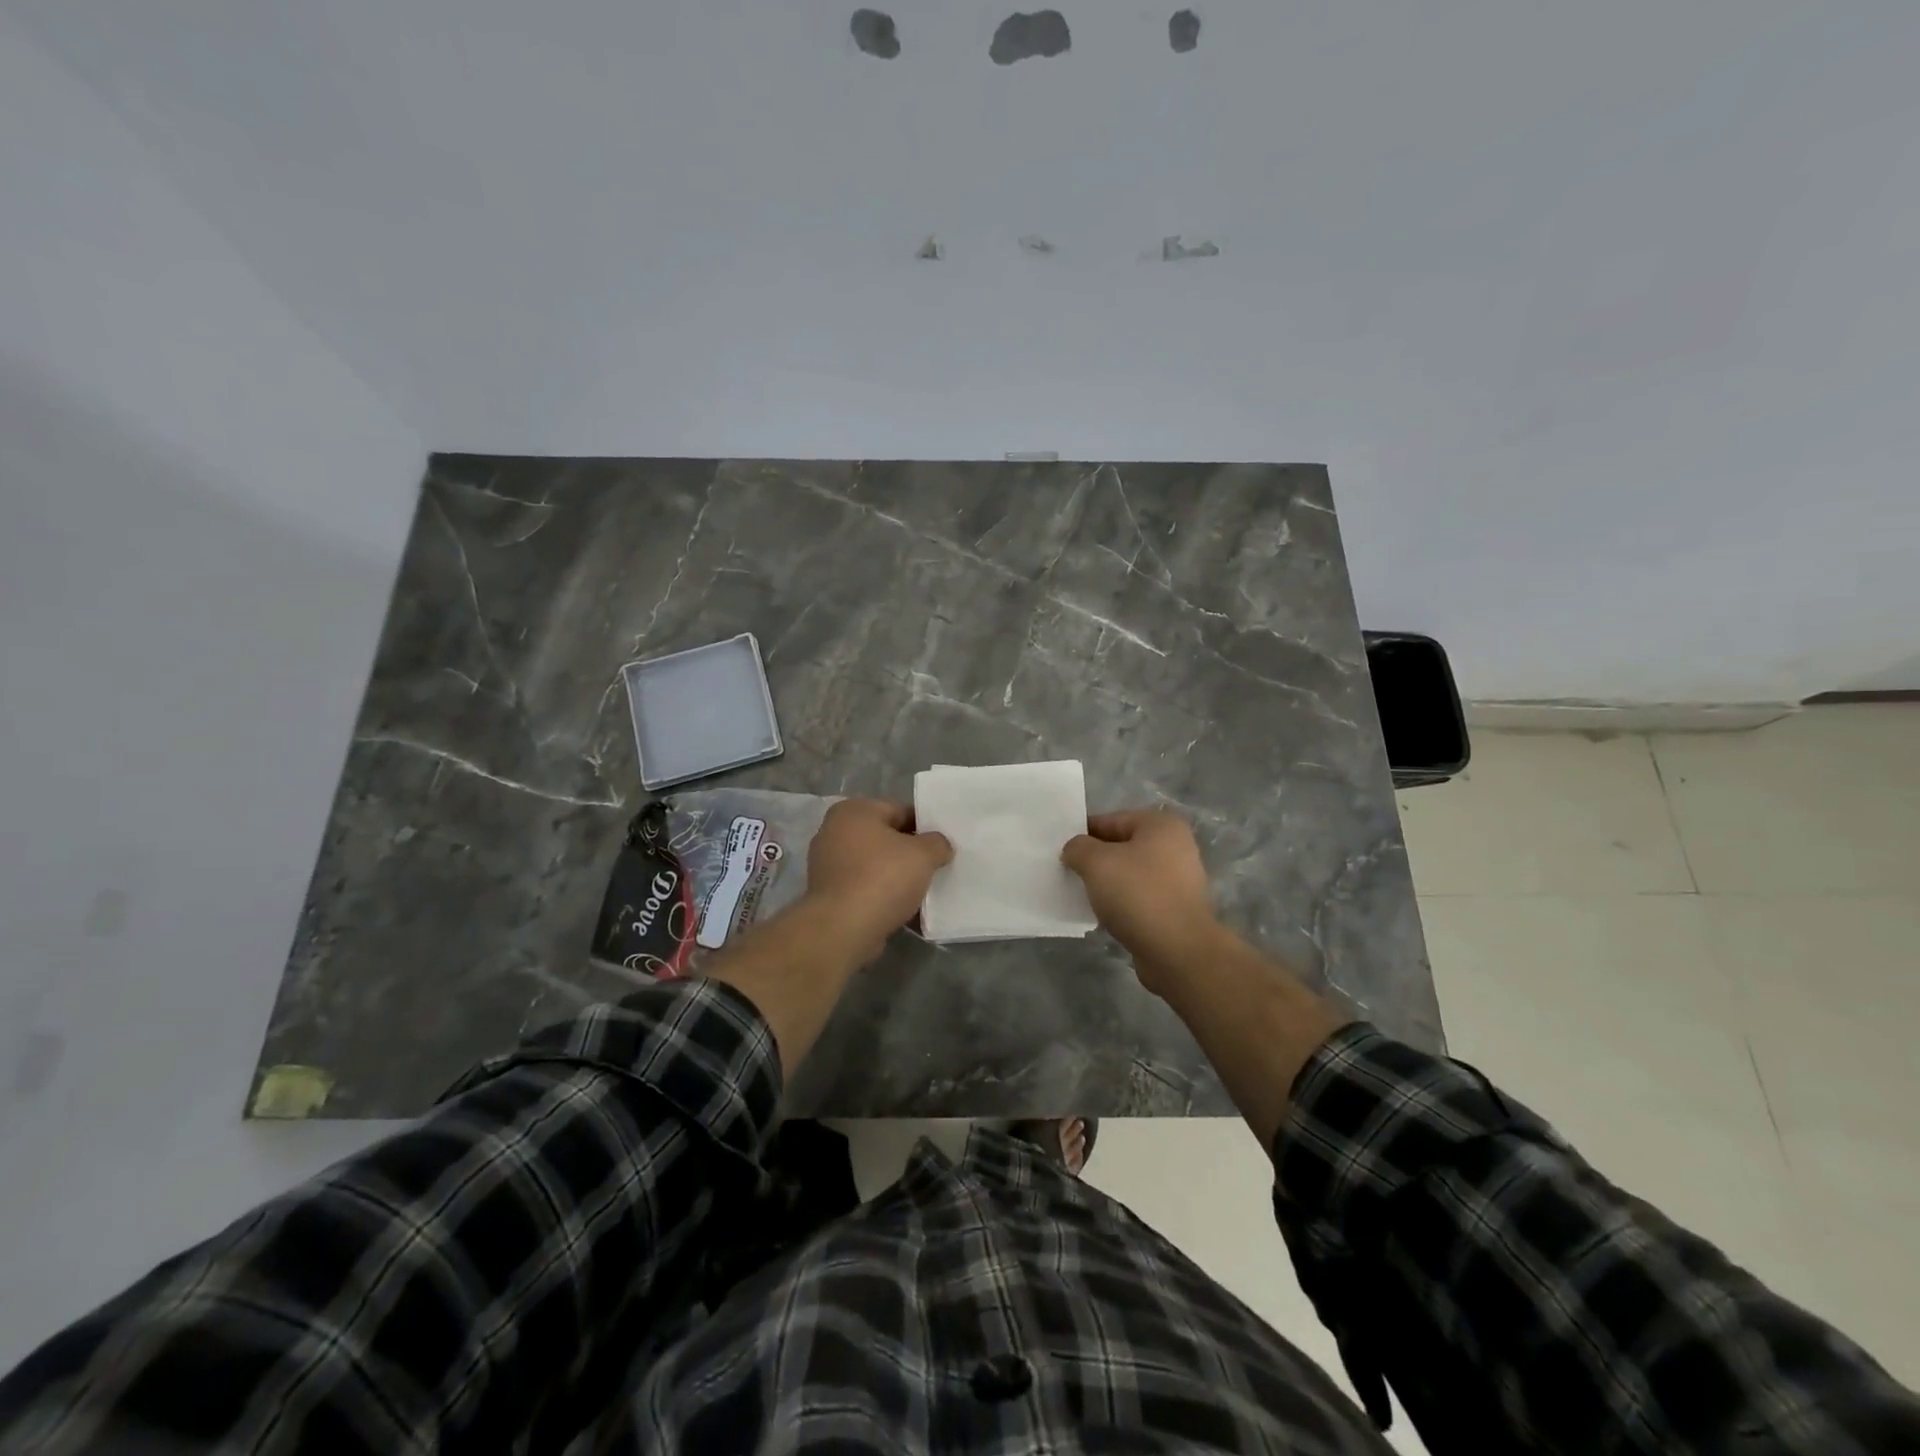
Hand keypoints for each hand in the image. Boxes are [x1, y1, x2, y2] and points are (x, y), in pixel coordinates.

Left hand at [806, 798, 953, 961]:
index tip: (942, 846)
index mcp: (853, 810)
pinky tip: (902, 909)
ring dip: (896, 876)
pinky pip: (863, 887)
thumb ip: (937, 843)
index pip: (899, 811)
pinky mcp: (828, 894)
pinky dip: (881, 895)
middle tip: (935, 867)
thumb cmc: (882, 878)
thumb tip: (939, 845)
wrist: (843, 929)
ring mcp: (827, 864)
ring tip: (921, 891)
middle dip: (909, 853)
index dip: (925, 827)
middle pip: (885, 838)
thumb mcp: (923, 854)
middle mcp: (834, 831)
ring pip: (874, 864)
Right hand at [1061, 808, 1221, 992]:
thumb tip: (1074, 851)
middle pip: (1120, 847)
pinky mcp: (1175, 909)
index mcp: (1161, 825)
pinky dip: (1120, 904)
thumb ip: (1078, 847)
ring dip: (1106, 884)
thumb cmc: (1138, 895)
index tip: (1060, 853)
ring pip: (1128, 874)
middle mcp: (1175, 847)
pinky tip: (1102, 916)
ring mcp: (1178, 879)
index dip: (1082, 834)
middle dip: (1093, 860)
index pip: (1110, 820)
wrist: (1178, 952)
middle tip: (1067, 874)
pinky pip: (1138, 898)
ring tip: (1081, 896)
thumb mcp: (1096, 862)